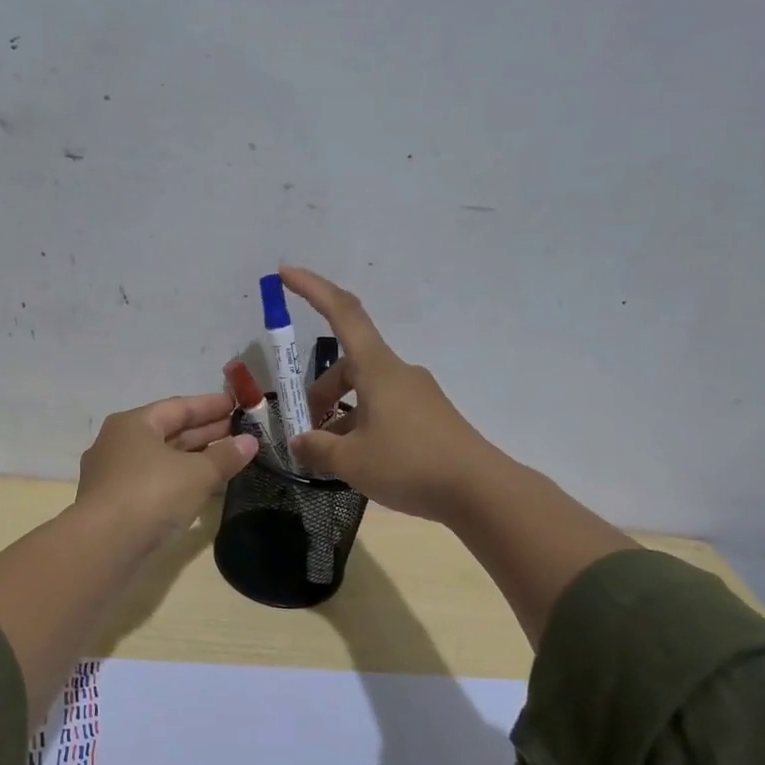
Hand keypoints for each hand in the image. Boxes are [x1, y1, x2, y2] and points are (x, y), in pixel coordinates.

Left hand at [75, 393, 257, 545]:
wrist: (103, 546)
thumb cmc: (151, 495)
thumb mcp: (197, 474)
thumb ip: (225, 456)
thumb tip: (250, 441)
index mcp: (133, 424)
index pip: (178, 407)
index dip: (211, 405)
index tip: (237, 404)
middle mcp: (119, 443)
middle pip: (169, 432)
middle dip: (205, 432)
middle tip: (240, 432)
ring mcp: (114, 475)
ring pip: (162, 459)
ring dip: (194, 458)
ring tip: (228, 459)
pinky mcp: (115, 504)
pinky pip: (155, 482)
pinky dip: (180, 480)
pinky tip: (202, 489)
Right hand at [280, 266, 496, 520]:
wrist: (480, 491)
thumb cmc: (409, 465)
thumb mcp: (351, 462)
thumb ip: (317, 448)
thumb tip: (300, 442)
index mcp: (377, 368)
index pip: (342, 313)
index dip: (312, 289)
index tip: (285, 273)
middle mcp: (398, 372)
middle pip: (348, 366)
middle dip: (320, 392)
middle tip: (304, 430)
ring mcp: (417, 393)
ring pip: (366, 391)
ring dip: (341, 414)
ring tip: (330, 455)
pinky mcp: (429, 416)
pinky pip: (385, 408)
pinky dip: (363, 424)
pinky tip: (359, 460)